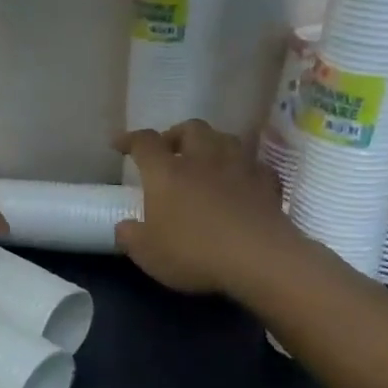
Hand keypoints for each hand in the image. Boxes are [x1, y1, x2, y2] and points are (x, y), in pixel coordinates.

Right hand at [115, 120, 297, 295]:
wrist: (259, 259)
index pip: (144, 142)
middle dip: (176, 134)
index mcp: (166, 172)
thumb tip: (124, 227)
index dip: (129, 139)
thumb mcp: (147, 253)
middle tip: (169, 151)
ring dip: (212, 144)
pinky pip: (254, 165)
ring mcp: (239, 168)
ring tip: (205, 160)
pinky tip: (240, 181)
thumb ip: (130, 236)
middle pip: (190, 128)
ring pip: (225, 139)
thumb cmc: (194, 252)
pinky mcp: (268, 184)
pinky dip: (243, 168)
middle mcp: (202, 159)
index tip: (119, 144)